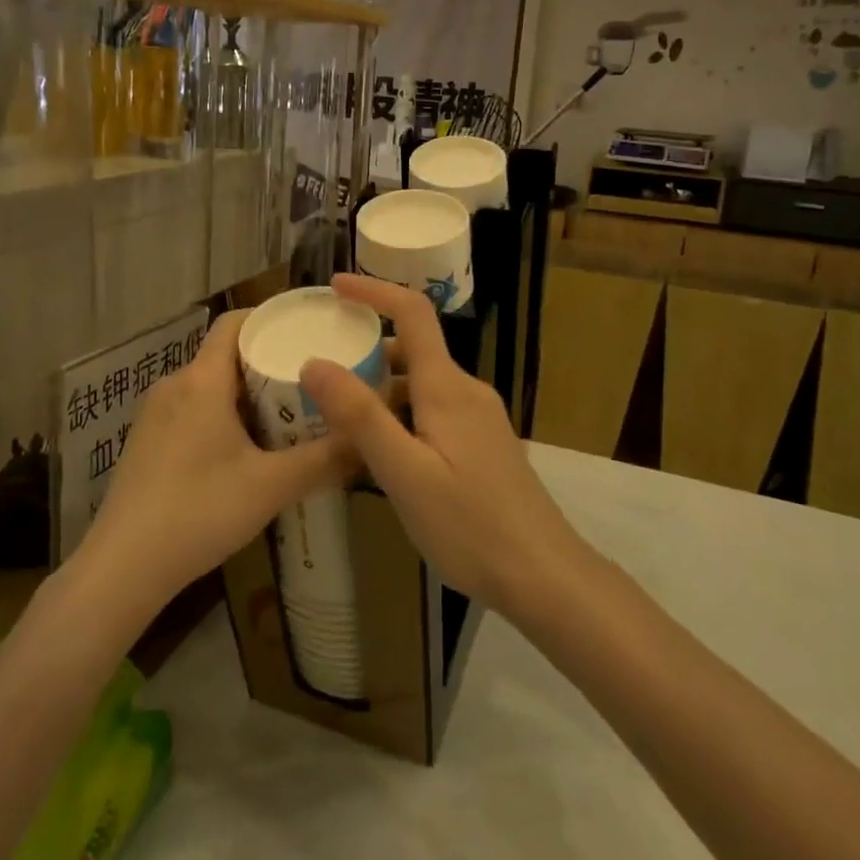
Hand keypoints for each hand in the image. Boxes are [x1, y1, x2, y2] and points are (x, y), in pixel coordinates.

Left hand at [71, 309, 352, 619]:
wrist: (122, 566)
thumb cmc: (200, 511)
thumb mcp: (271, 487)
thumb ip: (324, 460)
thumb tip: (367, 439)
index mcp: (202, 380)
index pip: (234, 323)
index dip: (270, 319)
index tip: (307, 330)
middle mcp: (174, 385)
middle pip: (226, 355)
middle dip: (268, 363)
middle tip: (311, 382)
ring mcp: (154, 414)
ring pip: (209, 386)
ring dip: (246, 394)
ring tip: (286, 417)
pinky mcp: (145, 442)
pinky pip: (191, 410)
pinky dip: (221, 415)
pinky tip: (243, 451)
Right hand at [299, 274, 580, 615]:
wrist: (543, 574)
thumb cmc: (470, 524)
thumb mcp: (403, 472)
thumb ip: (360, 416)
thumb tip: (315, 362)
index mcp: (447, 387)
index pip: (413, 313)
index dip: (375, 291)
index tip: (335, 286)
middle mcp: (466, 392)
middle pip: (413, 351)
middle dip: (367, 351)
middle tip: (320, 372)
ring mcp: (479, 419)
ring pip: (421, 386)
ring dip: (381, 390)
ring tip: (337, 418)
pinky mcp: (483, 445)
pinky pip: (433, 412)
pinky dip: (400, 416)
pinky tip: (380, 453)